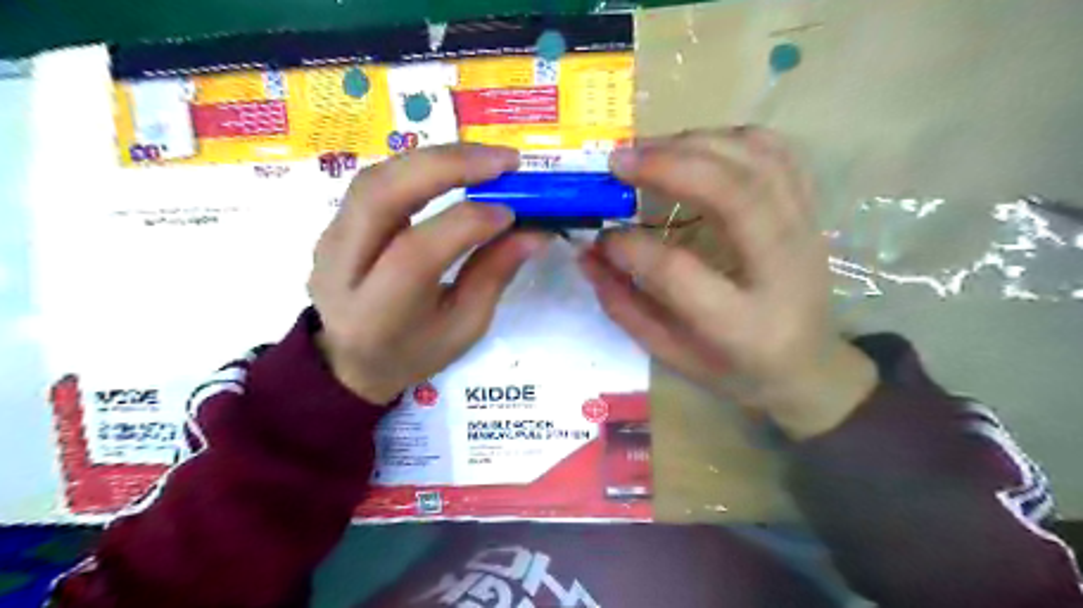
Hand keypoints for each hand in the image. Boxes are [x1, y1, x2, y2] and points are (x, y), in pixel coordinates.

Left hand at [311, 143, 550, 404]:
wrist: (349, 360)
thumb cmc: (415, 353)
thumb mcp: (464, 328)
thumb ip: (494, 276)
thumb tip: (533, 231)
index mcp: (377, 312)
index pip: (417, 252)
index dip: (469, 223)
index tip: (514, 213)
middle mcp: (341, 268)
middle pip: (383, 195)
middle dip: (448, 166)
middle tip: (505, 162)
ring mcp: (330, 240)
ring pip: (376, 177)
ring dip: (436, 159)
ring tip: (487, 159)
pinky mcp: (334, 224)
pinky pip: (376, 181)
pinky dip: (420, 167)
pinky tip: (454, 168)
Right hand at [579, 128, 872, 438]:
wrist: (809, 364)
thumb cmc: (736, 369)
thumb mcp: (672, 355)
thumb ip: (626, 307)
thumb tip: (588, 255)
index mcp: (743, 324)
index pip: (678, 271)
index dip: (631, 248)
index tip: (600, 238)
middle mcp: (782, 269)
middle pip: (734, 194)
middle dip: (670, 166)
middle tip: (618, 161)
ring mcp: (805, 232)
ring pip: (758, 161)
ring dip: (695, 143)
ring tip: (647, 149)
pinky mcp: (810, 210)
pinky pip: (776, 152)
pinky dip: (729, 138)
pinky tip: (694, 147)